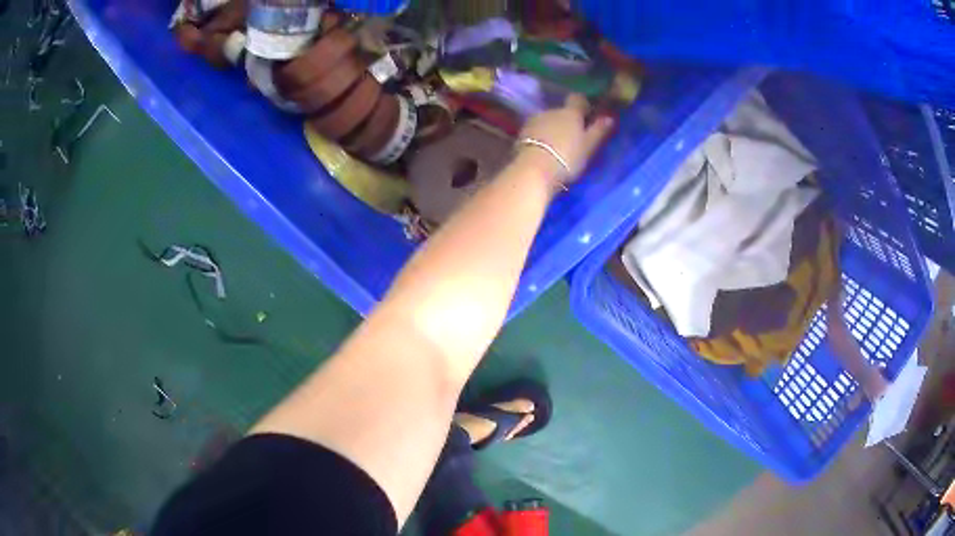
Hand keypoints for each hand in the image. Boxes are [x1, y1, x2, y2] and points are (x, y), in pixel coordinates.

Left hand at [517, 94, 614, 182]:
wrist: (533, 170)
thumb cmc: (567, 157)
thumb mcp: (589, 146)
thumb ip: (599, 130)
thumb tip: (609, 117)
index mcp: (570, 112)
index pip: (578, 99)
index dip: (583, 105)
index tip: (588, 115)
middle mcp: (551, 110)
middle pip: (561, 111)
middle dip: (567, 121)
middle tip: (573, 138)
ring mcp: (534, 121)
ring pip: (547, 121)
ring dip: (552, 129)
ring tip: (557, 147)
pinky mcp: (521, 133)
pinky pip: (536, 132)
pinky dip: (541, 138)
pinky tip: (543, 151)